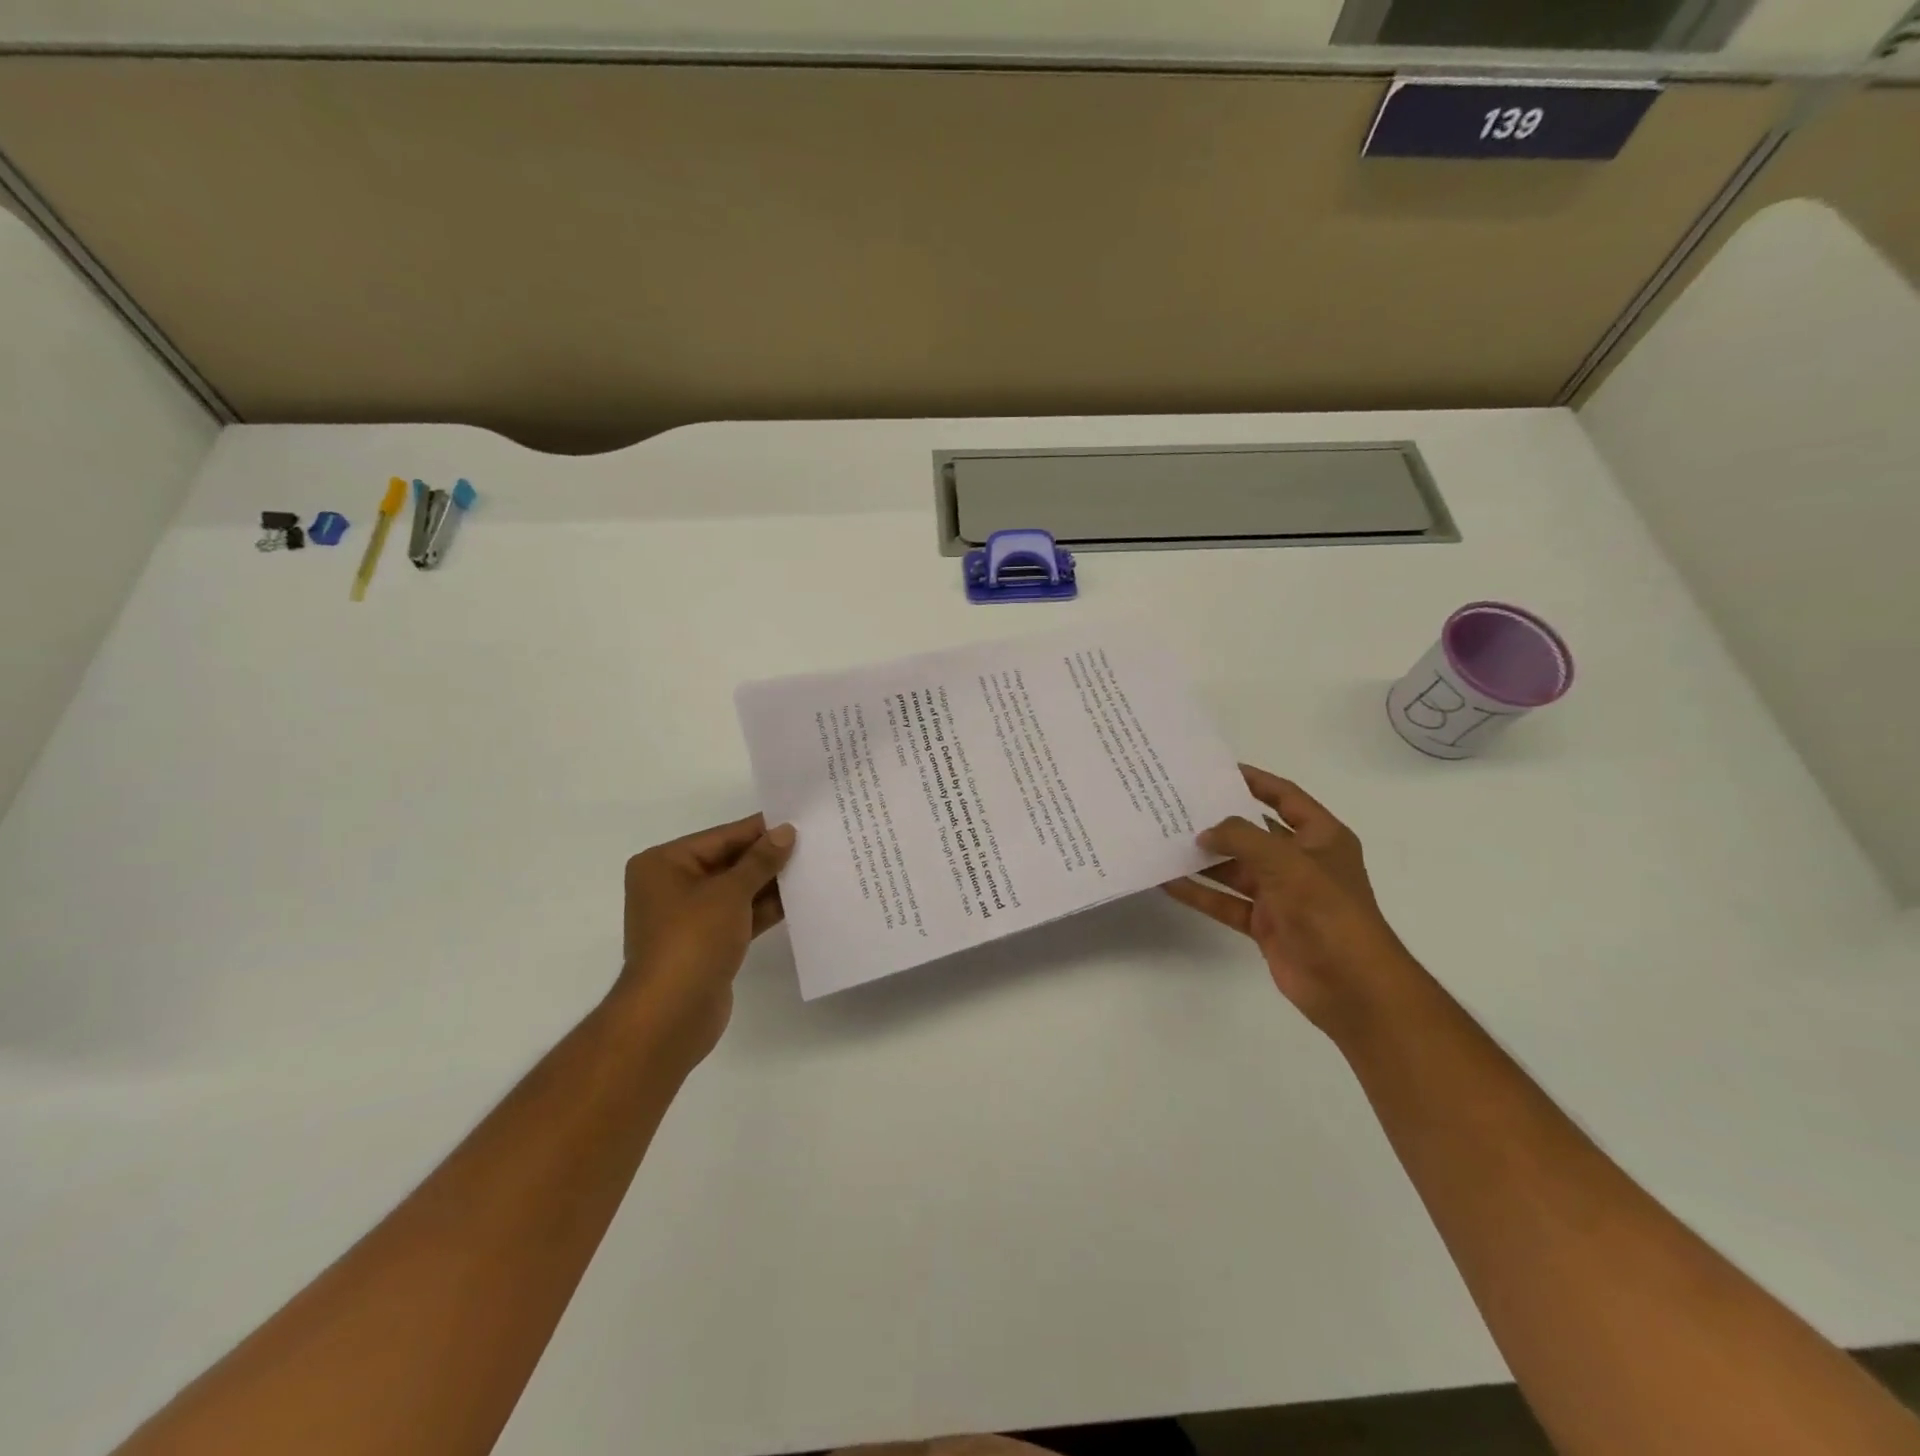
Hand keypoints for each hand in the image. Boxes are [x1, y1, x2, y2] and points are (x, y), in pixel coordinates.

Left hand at [613, 814, 795, 1066]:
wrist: (670, 1015)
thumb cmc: (693, 940)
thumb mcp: (730, 893)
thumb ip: (760, 860)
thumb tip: (785, 832)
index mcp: (664, 864)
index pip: (721, 837)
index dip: (760, 829)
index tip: (798, 820)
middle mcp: (672, 886)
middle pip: (729, 862)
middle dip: (768, 857)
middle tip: (813, 843)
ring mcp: (689, 917)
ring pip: (737, 891)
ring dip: (770, 883)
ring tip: (813, 867)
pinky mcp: (707, 943)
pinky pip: (740, 916)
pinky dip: (765, 909)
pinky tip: (799, 900)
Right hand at [1163, 766, 1417, 1036]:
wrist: (1350, 985)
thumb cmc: (1326, 910)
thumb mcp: (1285, 862)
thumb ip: (1241, 839)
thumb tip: (1204, 834)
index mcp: (1321, 838)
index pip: (1285, 798)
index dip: (1255, 781)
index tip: (1216, 771)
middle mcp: (1301, 862)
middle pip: (1254, 833)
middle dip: (1219, 822)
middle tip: (1178, 805)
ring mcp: (1282, 895)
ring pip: (1235, 869)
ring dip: (1204, 858)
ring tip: (1164, 840)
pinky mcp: (1265, 924)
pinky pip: (1226, 901)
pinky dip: (1200, 893)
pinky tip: (1169, 882)